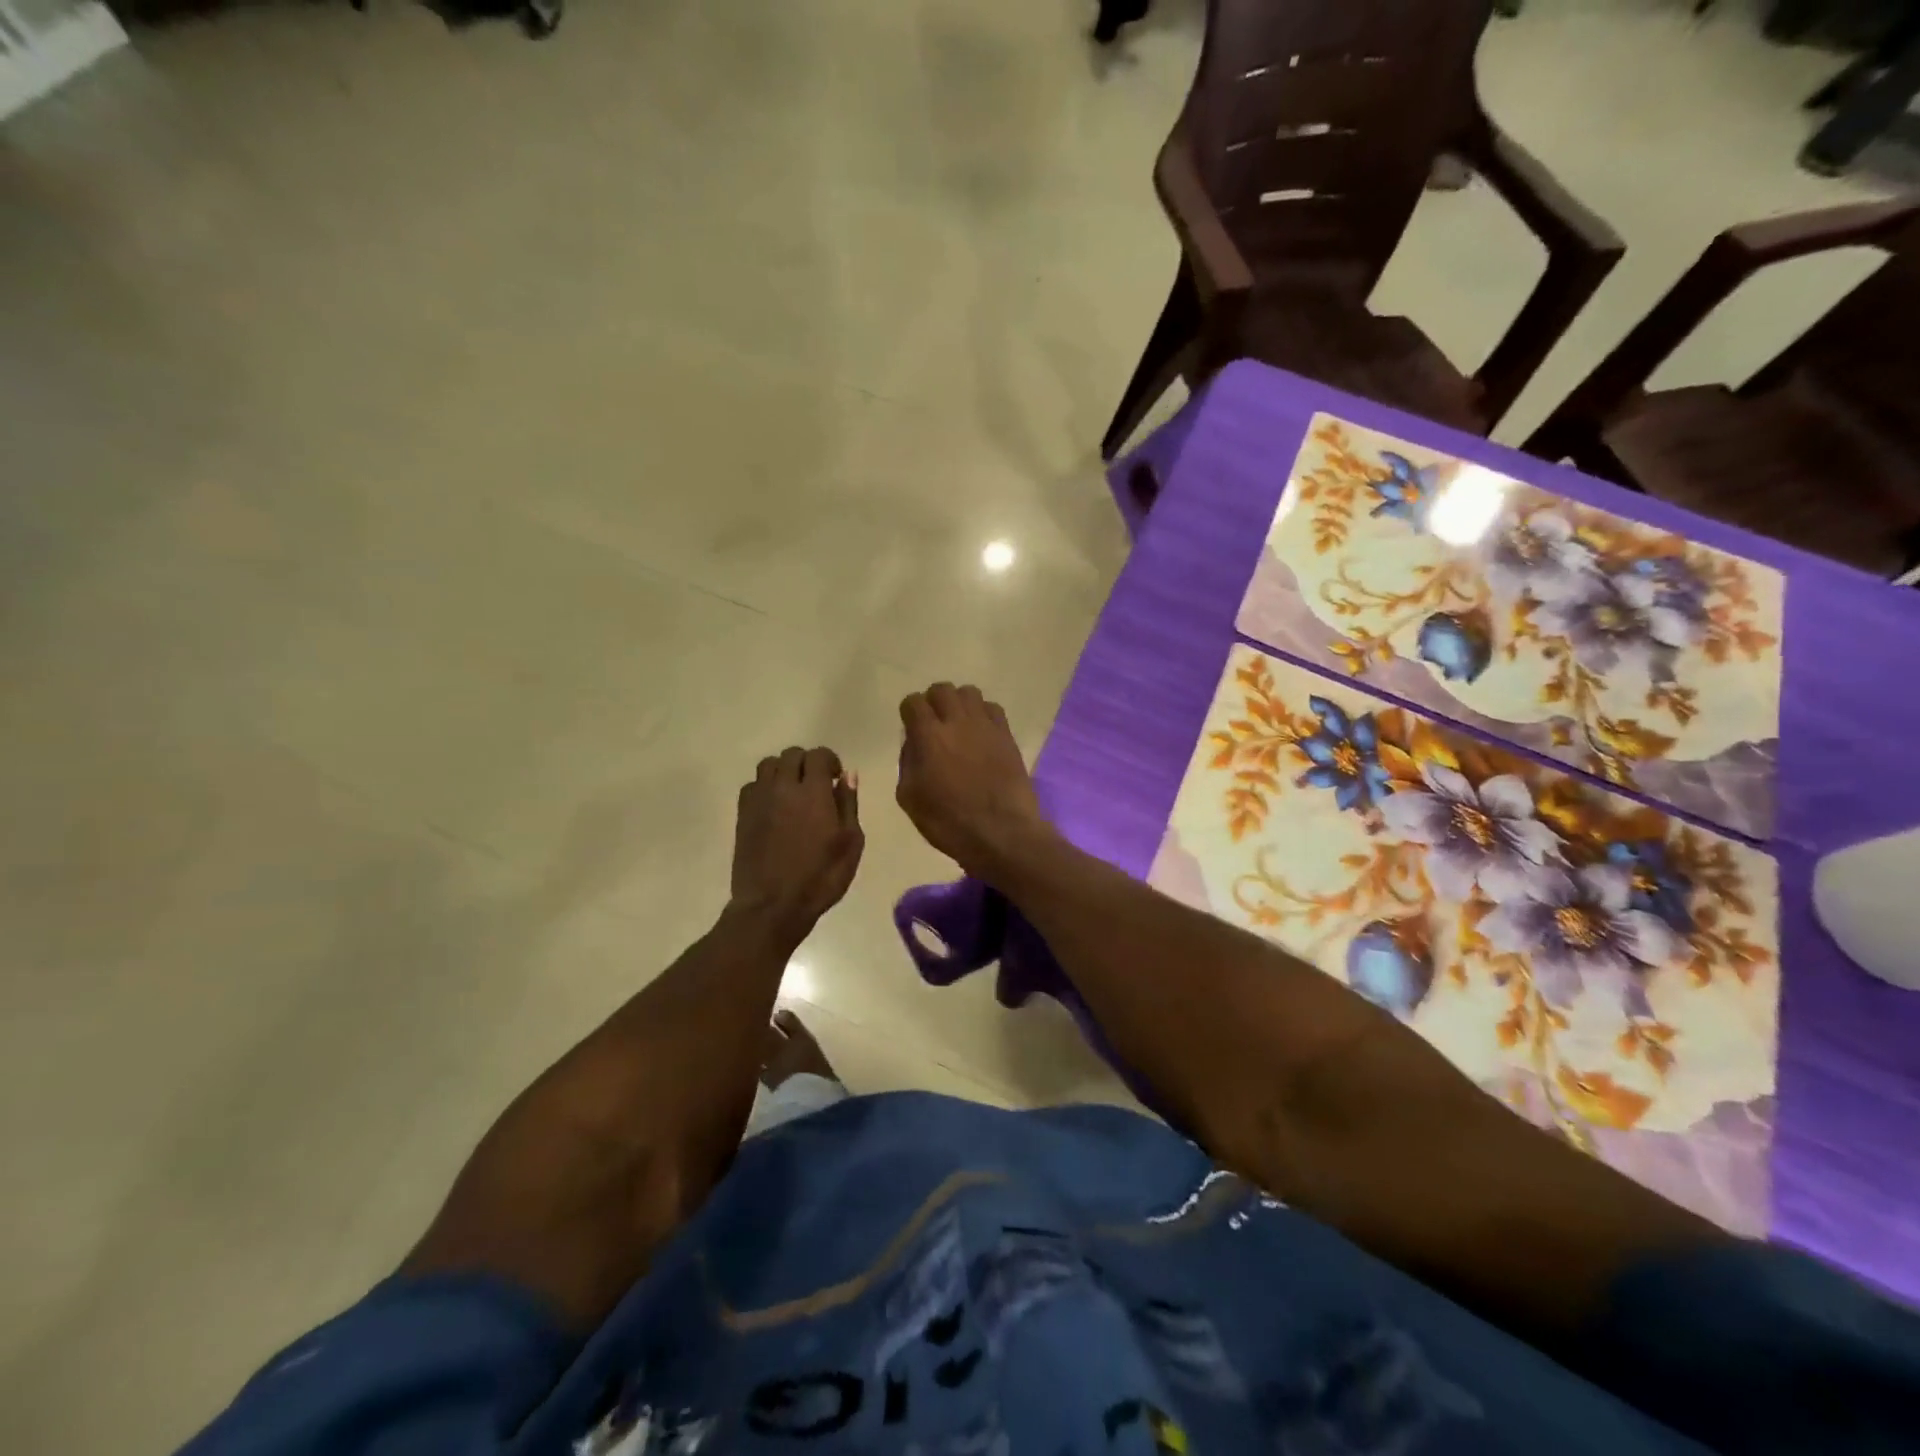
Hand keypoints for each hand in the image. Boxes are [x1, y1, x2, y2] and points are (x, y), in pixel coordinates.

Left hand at [731, 747, 863, 943]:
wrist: (773, 905)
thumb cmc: (820, 877)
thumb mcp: (850, 844)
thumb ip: (849, 804)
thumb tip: (848, 775)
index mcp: (813, 792)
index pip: (818, 755)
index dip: (830, 761)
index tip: (836, 779)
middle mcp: (783, 787)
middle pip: (791, 755)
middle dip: (807, 763)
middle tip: (817, 785)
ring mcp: (759, 800)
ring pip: (768, 765)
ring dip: (783, 771)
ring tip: (793, 792)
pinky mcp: (742, 815)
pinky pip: (752, 785)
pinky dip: (765, 787)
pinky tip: (774, 807)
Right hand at [897, 683, 1054, 877]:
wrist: (1001, 833)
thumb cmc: (949, 822)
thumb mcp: (910, 799)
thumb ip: (907, 763)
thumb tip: (914, 744)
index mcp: (928, 736)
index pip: (913, 702)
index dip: (909, 712)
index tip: (910, 727)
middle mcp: (957, 722)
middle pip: (942, 689)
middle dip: (933, 702)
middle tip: (933, 724)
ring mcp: (986, 726)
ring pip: (969, 692)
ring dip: (959, 704)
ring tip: (958, 726)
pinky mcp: (1007, 735)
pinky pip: (993, 708)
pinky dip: (983, 714)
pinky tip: (981, 734)